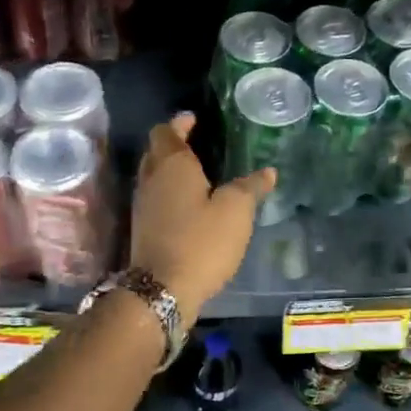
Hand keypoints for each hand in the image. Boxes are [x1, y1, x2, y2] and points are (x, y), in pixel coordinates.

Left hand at [128, 113, 272, 314]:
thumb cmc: (201, 242)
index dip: (179, 123)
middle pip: (156, 151)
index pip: (166, 131)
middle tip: (197, 142)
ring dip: (170, 170)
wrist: (162, 290)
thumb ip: (250, 188)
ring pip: (153, 175)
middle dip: (174, 144)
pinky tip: (190, 204)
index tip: (194, 119)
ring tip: (197, 172)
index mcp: (171, 165)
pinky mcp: (143, 229)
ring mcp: (143, 205)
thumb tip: (268, 172)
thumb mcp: (236, 212)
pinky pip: (155, 198)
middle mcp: (151, 179)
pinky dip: (169, 193)